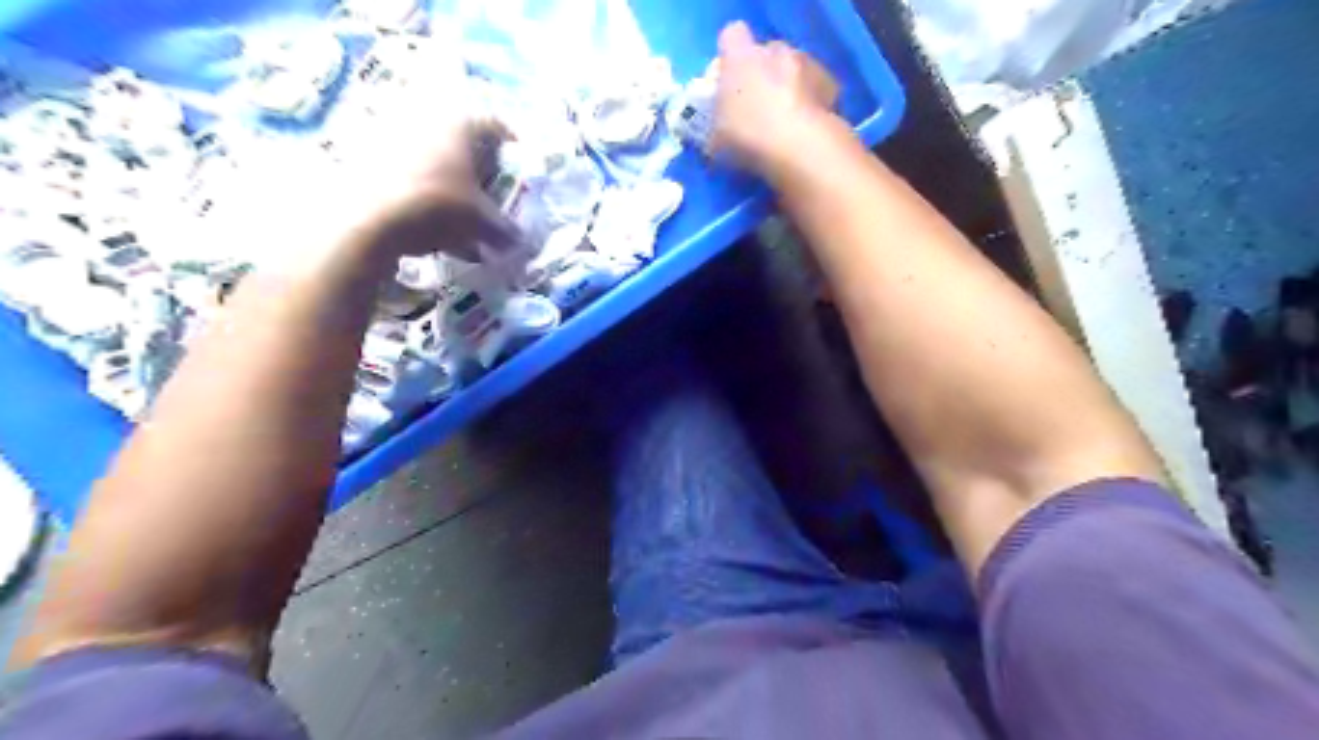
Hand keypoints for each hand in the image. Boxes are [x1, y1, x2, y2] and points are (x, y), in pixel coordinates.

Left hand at [220, 53, 515, 275]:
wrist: (368, 221)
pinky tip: (429, 221)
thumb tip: (520, 240)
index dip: (513, 148)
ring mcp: (393, 133)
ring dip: (450, 179)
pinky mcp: (366, 154)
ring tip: (460, 212)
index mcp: (460, 123)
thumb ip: (506, 230)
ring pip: (433, 155)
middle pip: (463, 139)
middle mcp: (426, 118)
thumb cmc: (438, 209)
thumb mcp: (483, 223)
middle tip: (490, 192)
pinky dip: (424, 190)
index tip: (520, 170)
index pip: (497, 125)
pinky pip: (407, 170)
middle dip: (479, 166)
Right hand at [705, 20, 839, 172]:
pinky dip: (812, 102)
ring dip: (789, 88)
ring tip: (786, 124)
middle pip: (766, 53)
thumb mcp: (717, 140)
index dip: (730, 57)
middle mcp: (775, 49)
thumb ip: (718, 124)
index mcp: (740, 56)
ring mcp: (807, 62)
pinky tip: (806, 129)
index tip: (728, 84)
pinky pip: (816, 88)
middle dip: (762, 75)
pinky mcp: (831, 83)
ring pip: (794, 69)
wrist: (800, 150)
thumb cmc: (748, 139)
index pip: (731, 36)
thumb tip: (719, 133)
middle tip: (757, 109)